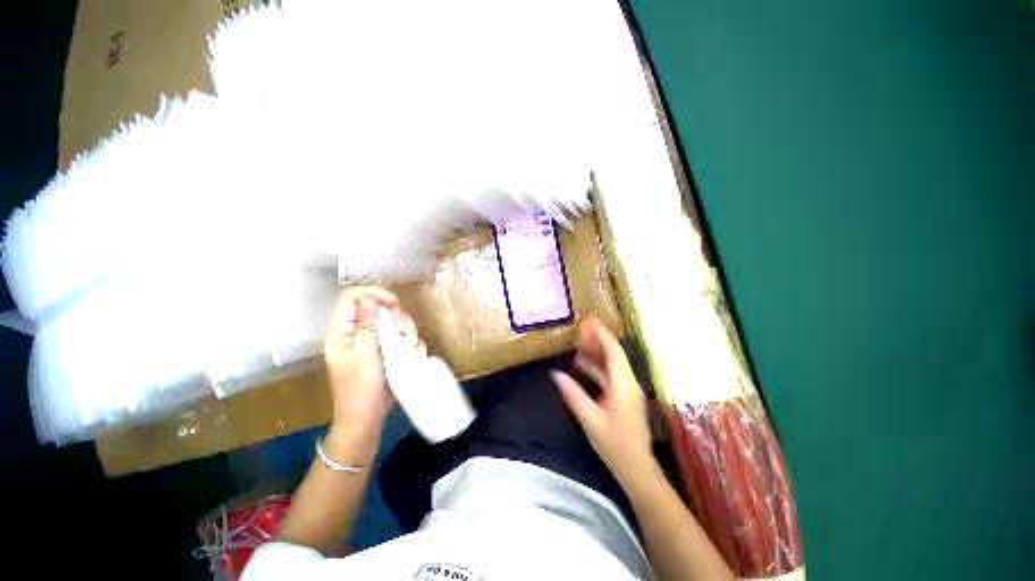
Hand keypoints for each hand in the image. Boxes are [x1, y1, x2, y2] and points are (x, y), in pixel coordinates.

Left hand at [324, 286, 421, 435]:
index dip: (373, 294)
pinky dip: (409, 342)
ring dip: (405, 330)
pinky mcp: (386, 350)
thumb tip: (369, 300)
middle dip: (394, 316)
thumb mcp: (363, 355)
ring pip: (393, 320)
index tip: (394, 305)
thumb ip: (366, 326)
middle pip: (378, 306)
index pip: (352, 297)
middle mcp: (357, 332)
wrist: (367, 417)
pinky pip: (402, 335)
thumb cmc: (360, 388)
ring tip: (406, 347)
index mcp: (342, 332)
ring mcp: (373, 341)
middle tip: (400, 332)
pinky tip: (409, 355)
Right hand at [551, 318, 653, 485]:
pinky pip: (611, 376)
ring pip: (612, 365)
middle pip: (614, 355)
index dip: (601, 335)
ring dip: (597, 354)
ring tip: (578, 344)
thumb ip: (573, 394)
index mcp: (622, 384)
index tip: (589, 323)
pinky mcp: (624, 398)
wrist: (637, 469)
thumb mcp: (589, 418)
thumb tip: (556, 374)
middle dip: (598, 341)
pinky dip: (598, 368)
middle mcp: (628, 383)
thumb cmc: (614, 444)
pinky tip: (583, 366)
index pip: (614, 352)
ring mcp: (627, 390)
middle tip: (581, 329)